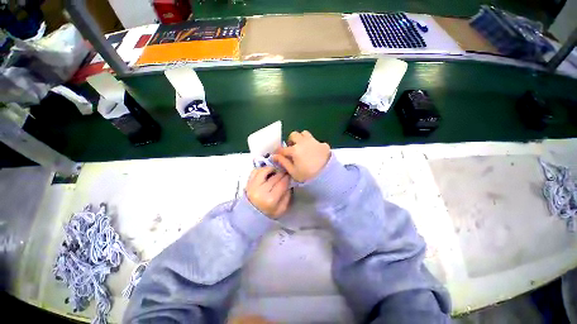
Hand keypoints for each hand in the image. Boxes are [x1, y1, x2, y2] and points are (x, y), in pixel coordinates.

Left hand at [245, 167, 291, 218]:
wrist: (250, 216)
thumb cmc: (268, 213)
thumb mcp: (281, 209)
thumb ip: (287, 196)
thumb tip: (289, 184)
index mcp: (270, 199)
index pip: (282, 183)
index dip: (287, 178)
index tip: (290, 175)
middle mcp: (261, 191)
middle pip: (274, 176)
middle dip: (282, 173)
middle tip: (285, 173)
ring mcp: (252, 186)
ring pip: (264, 171)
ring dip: (271, 169)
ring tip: (275, 172)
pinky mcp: (248, 183)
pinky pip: (255, 171)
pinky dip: (262, 170)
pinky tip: (266, 172)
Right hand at [273, 130, 330, 182]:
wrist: (327, 176)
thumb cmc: (307, 175)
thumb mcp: (293, 171)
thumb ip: (283, 162)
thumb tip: (274, 156)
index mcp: (294, 150)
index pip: (282, 148)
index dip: (278, 152)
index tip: (278, 155)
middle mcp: (303, 142)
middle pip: (293, 135)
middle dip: (291, 140)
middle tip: (292, 148)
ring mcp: (314, 141)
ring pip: (304, 133)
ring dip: (301, 138)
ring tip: (303, 147)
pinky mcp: (322, 144)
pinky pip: (315, 140)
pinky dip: (312, 144)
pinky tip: (314, 152)